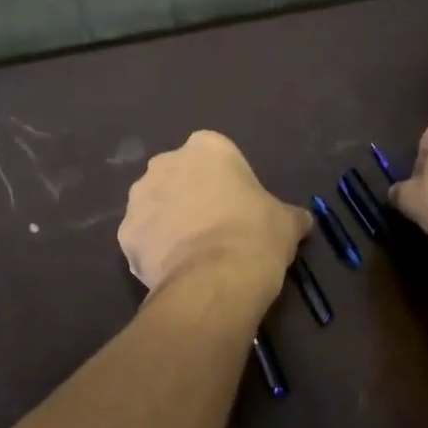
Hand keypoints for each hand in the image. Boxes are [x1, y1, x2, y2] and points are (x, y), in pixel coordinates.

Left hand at [119, 131, 310, 292]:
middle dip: (190, 196)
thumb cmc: (256, 235)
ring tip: (191, 254)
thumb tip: (301, 220)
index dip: (226, 182)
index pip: (215, 156)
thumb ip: (288, 214)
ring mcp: (139, 198)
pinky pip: (141, 238)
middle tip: (213, 228)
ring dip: (168, 222)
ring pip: (155, 206)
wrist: (216, 279)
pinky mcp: (125, 233)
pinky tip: (172, 271)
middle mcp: (165, 162)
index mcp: (206, 147)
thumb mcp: (286, 221)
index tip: (237, 207)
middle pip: (179, 176)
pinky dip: (153, 250)